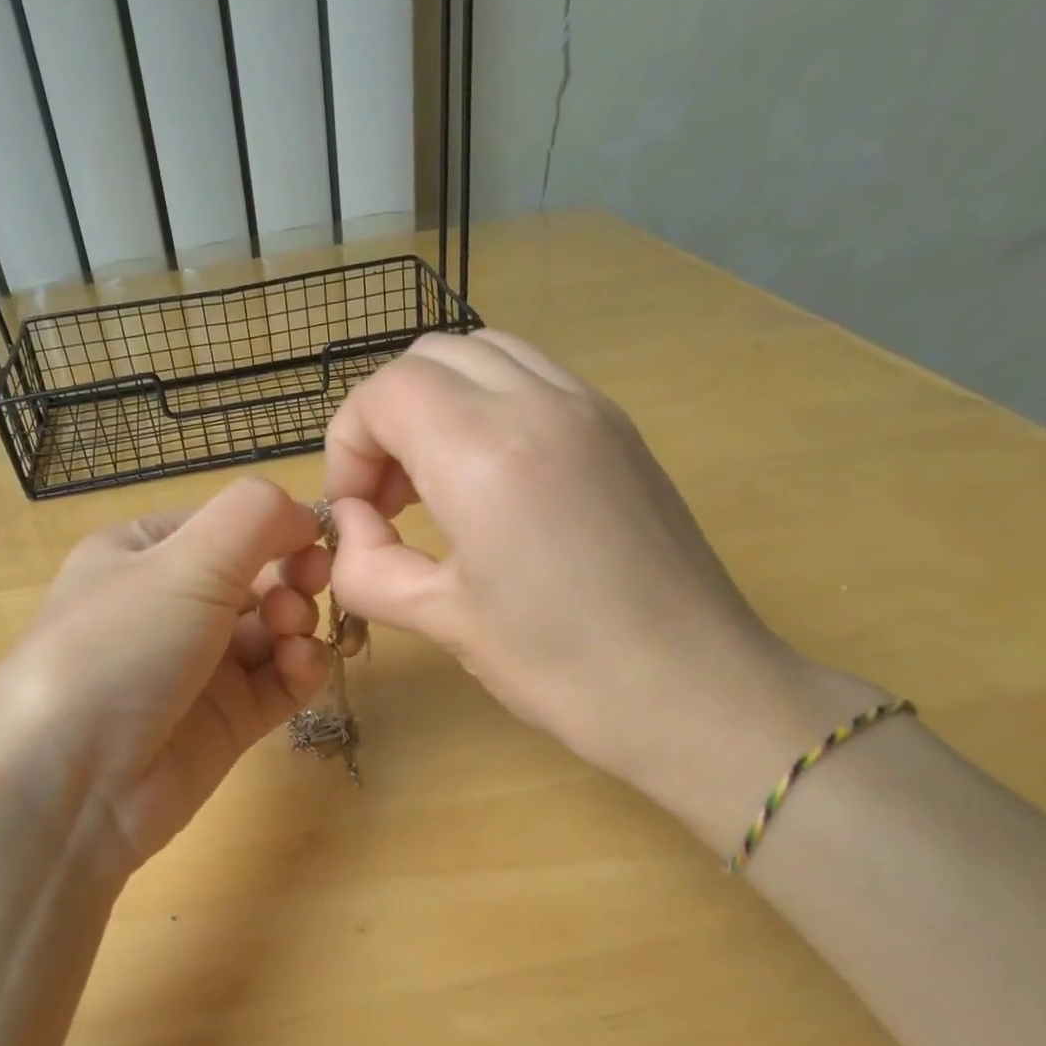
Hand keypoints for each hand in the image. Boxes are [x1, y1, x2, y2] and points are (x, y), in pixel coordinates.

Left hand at [0, 478, 334, 872]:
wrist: (72, 785)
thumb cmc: (119, 647)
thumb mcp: (182, 562)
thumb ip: (254, 518)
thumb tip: (309, 513)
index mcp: (143, 554)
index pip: (226, 525)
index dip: (274, 527)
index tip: (313, 539)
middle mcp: (170, 606)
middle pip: (257, 576)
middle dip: (291, 576)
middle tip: (306, 588)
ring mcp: (200, 666)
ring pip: (274, 629)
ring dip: (298, 621)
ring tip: (291, 634)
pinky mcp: (227, 719)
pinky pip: (279, 680)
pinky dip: (300, 668)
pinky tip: (301, 666)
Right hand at [323, 330, 870, 850]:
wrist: (697, 691)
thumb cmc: (562, 667)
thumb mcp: (441, 620)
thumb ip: (367, 566)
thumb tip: (353, 527)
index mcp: (485, 452)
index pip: (384, 392)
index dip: (348, 447)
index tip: (358, 514)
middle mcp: (538, 403)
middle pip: (427, 358)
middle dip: (386, 418)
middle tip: (388, 499)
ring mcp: (589, 405)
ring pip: (481, 354)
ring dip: (436, 404)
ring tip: (433, 483)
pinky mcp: (617, 426)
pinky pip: (530, 377)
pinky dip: (485, 405)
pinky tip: (488, 480)